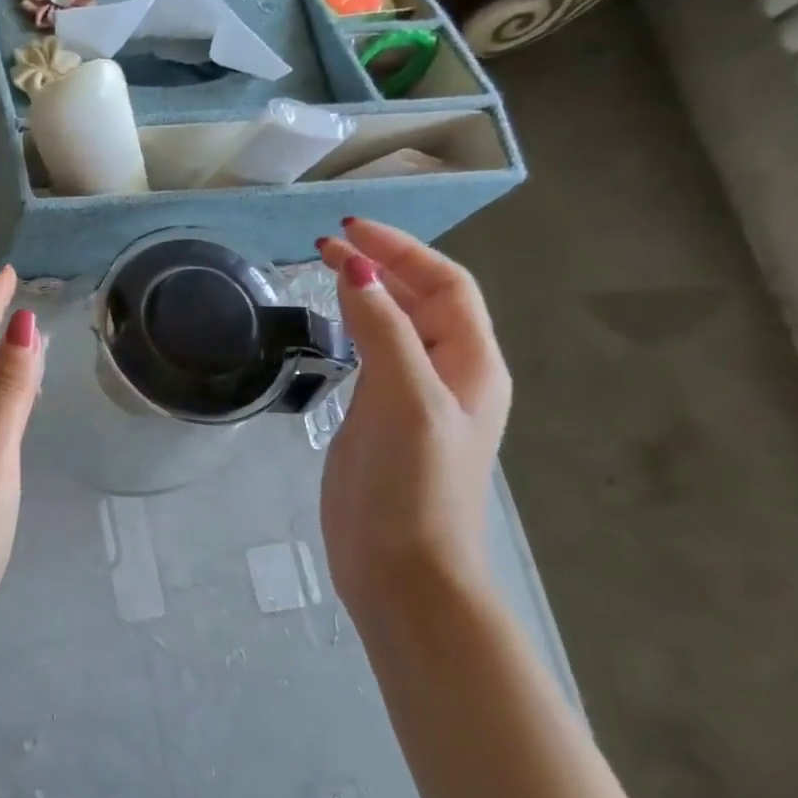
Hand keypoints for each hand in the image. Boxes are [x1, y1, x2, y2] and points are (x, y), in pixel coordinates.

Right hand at [316, 219, 511, 612]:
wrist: (400, 568)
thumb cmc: (412, 484)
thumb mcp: (404, 399)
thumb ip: (383, 331)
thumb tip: (358, 269)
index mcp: (470, 365)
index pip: (445, 285)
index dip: (402, 251)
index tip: (348, 230)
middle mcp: (449, 375)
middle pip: (423, 301)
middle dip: (382, 265)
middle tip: (327, 244)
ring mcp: (413, 400)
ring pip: (397, 328)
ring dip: (368, 294)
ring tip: (327, 271)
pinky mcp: (380, 422)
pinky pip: (374, 358)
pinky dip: (354, 330)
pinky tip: (332, 326)